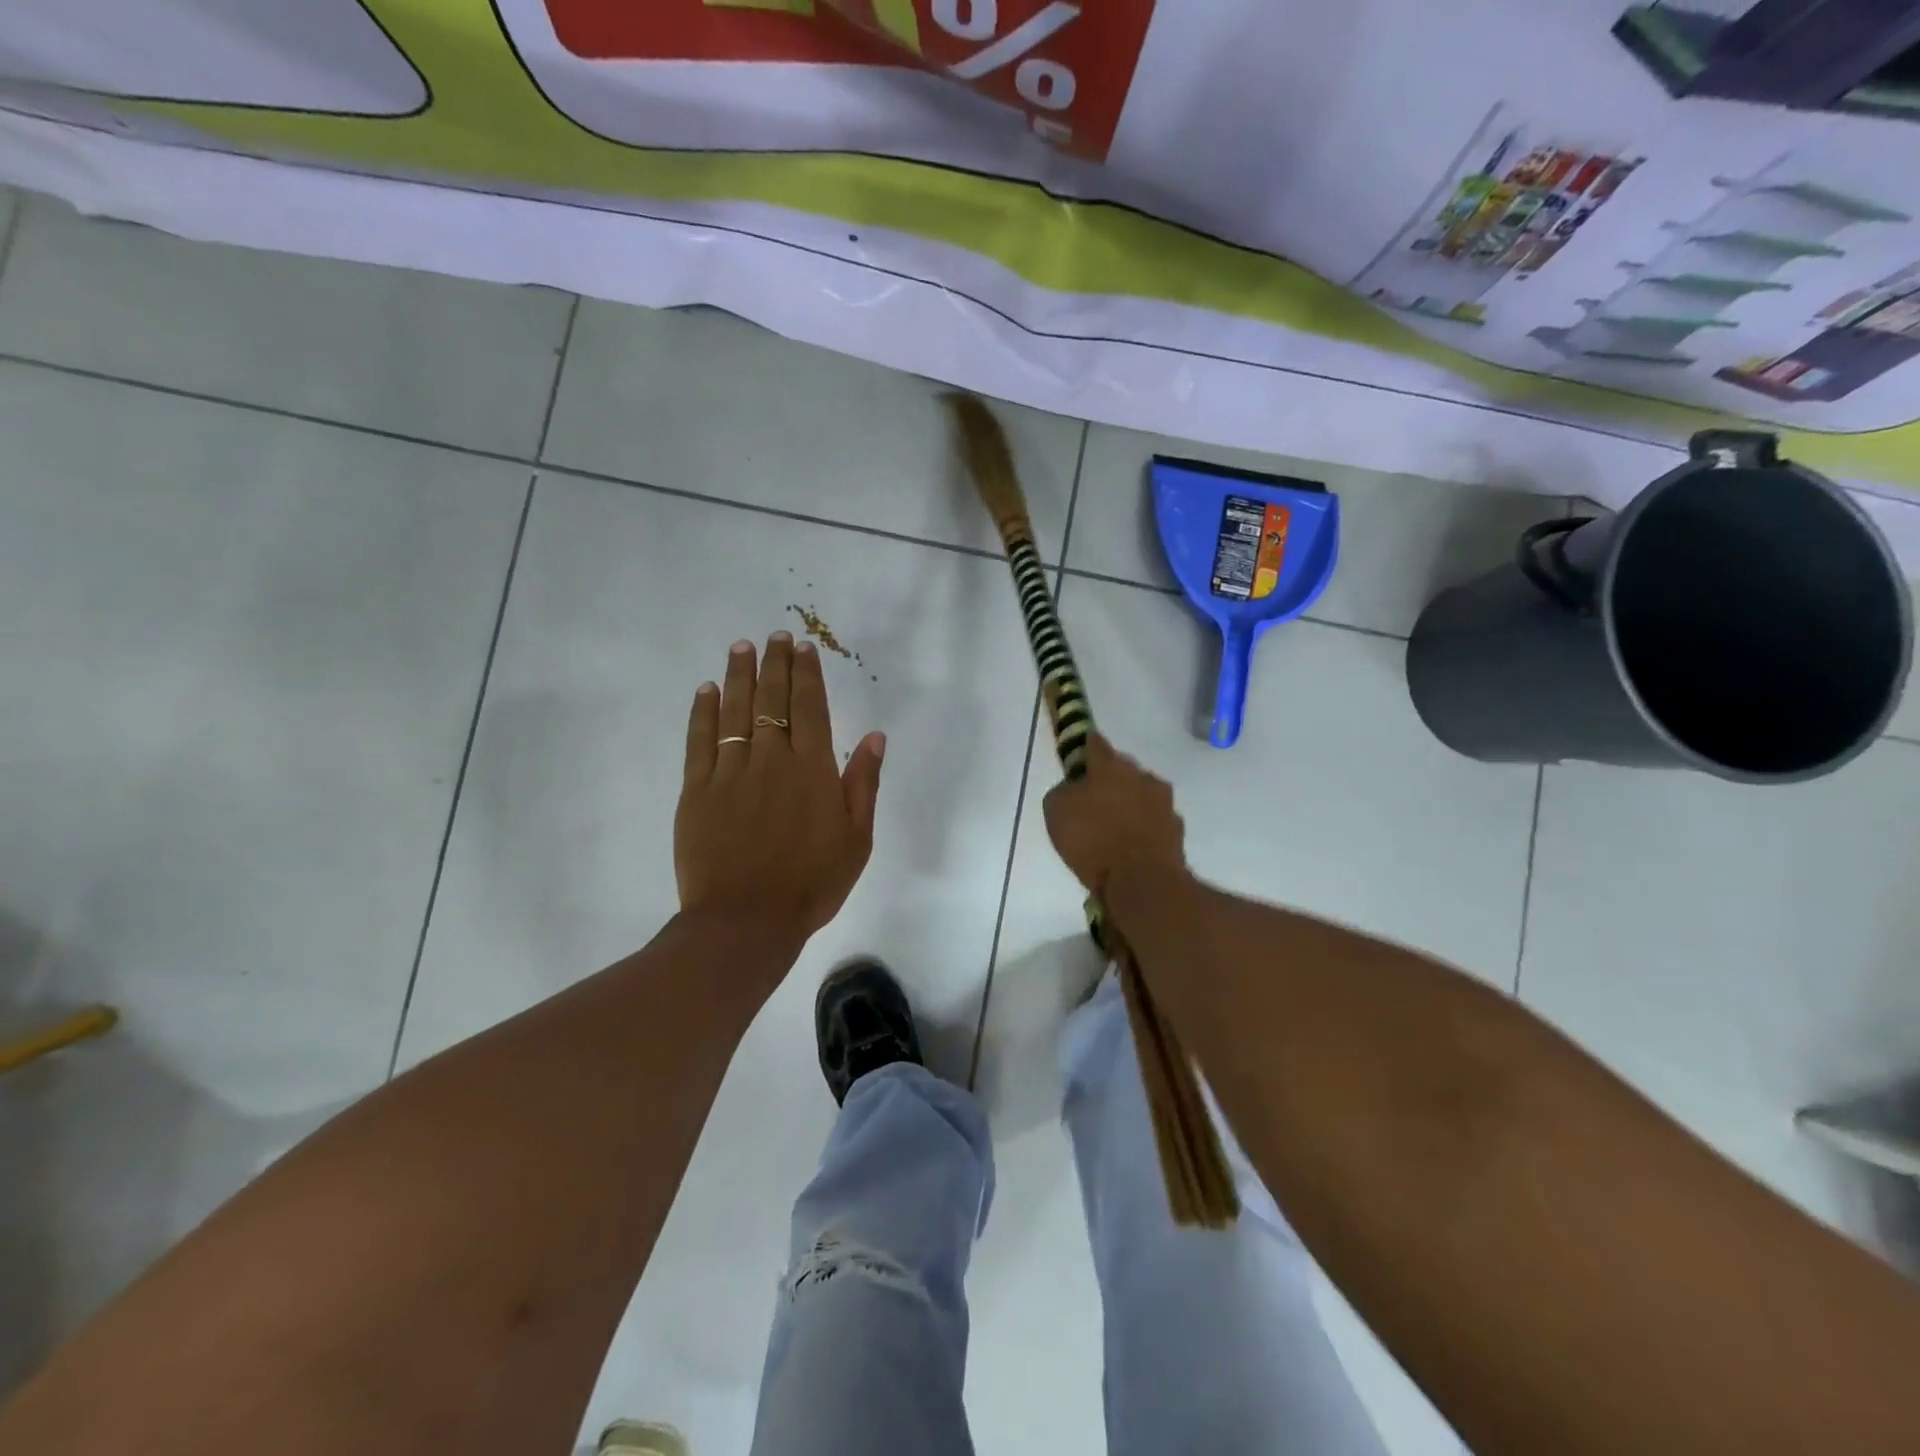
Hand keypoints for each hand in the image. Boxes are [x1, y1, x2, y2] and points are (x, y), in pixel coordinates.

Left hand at [676, 633, 884, 950]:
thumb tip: (874, 736)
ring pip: (735, 711)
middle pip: (772, 700)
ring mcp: (730, 772)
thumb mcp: (857, 839)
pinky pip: (700, 740)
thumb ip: (864, 784)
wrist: (747, 921)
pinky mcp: (697, 791)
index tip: (803, 648)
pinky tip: (707, 690)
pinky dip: (704, 712)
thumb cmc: (812, 883)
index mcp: (813, 770)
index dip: (807, 675)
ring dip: (739, 676)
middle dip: (775, 664)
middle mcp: (772, 759)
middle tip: (774, 637)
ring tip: (741, 647)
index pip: (809, 707)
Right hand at [1042, 735, 1186, 895]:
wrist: (1142, 881)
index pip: (1095, 743)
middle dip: (1108, 778)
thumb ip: (1064, 791)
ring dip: (1128, 801)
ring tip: (1112, 824)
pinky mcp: (1176, 827)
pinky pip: (1153, 819)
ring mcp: (1163, 801)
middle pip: (1122, 768)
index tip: (1078, 754)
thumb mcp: (1056, 811)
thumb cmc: (1092, 841)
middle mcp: (1141, 775)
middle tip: (1092, 797)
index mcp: (1110, 766)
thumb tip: (1074, 788)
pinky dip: (1142, 825)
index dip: (1084, 747)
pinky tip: (1130, 843)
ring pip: (1141, 792)